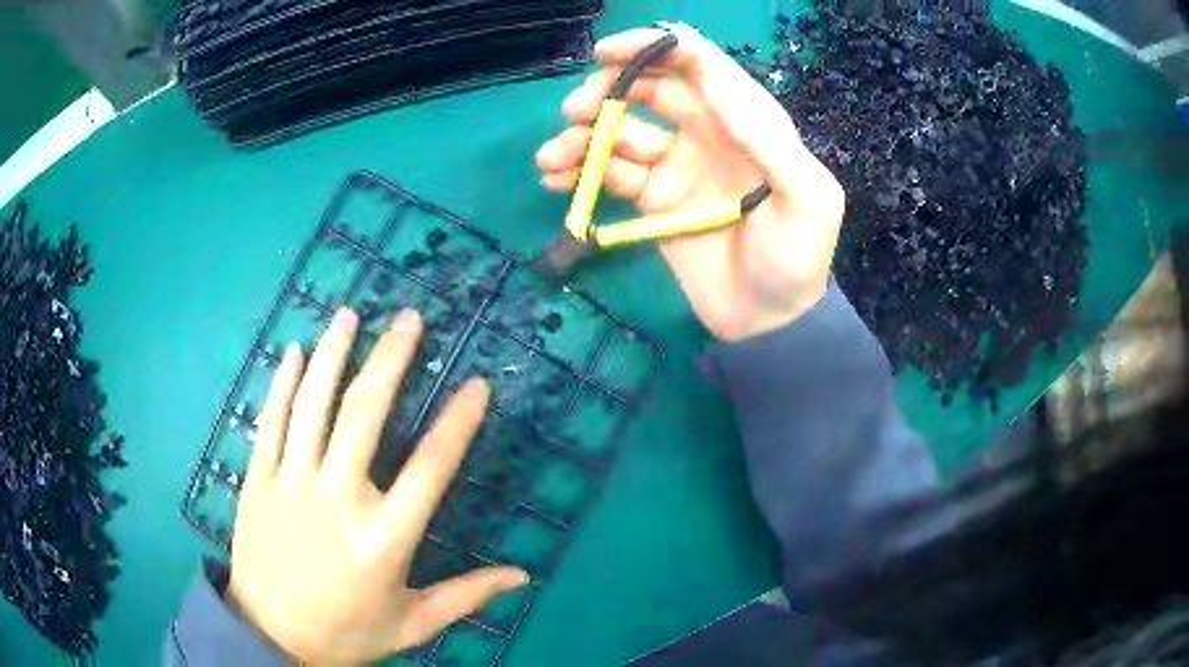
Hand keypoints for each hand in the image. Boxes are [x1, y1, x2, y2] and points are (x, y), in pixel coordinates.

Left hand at [227, 308, 528, 662]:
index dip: (457, 423)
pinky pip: (271, 422)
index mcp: (383, 539)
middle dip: (390, 360)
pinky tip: (294, 351)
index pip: (430, 470)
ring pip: (313, 406)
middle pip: (365, 417)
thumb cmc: (347, 632)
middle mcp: (338, 500)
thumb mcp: (413, 623)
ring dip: (333, 355)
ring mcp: (292, 485)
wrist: (271, 636)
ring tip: (350, 314)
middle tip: (409, 318)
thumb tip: (523, 575)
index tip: (477, 384)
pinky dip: (283, 384)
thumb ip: (466, 595)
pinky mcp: (258, 481)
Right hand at [536, 24, 845, 340]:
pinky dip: (579, 172)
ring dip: (582, 137)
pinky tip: (555, 181)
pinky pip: (610, 174)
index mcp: (747, 121)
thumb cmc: (797, 259)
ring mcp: (676, 166)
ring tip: (553, 159)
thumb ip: (769, 141)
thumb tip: (714, 85)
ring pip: (620, 133)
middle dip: (608, 91)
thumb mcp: (806, 199)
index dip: (653, 48)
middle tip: (575, 112)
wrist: (770, 321)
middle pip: (649, 90)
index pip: (697, 64)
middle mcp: (707, 132)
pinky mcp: (653, 201)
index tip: (607, 54)